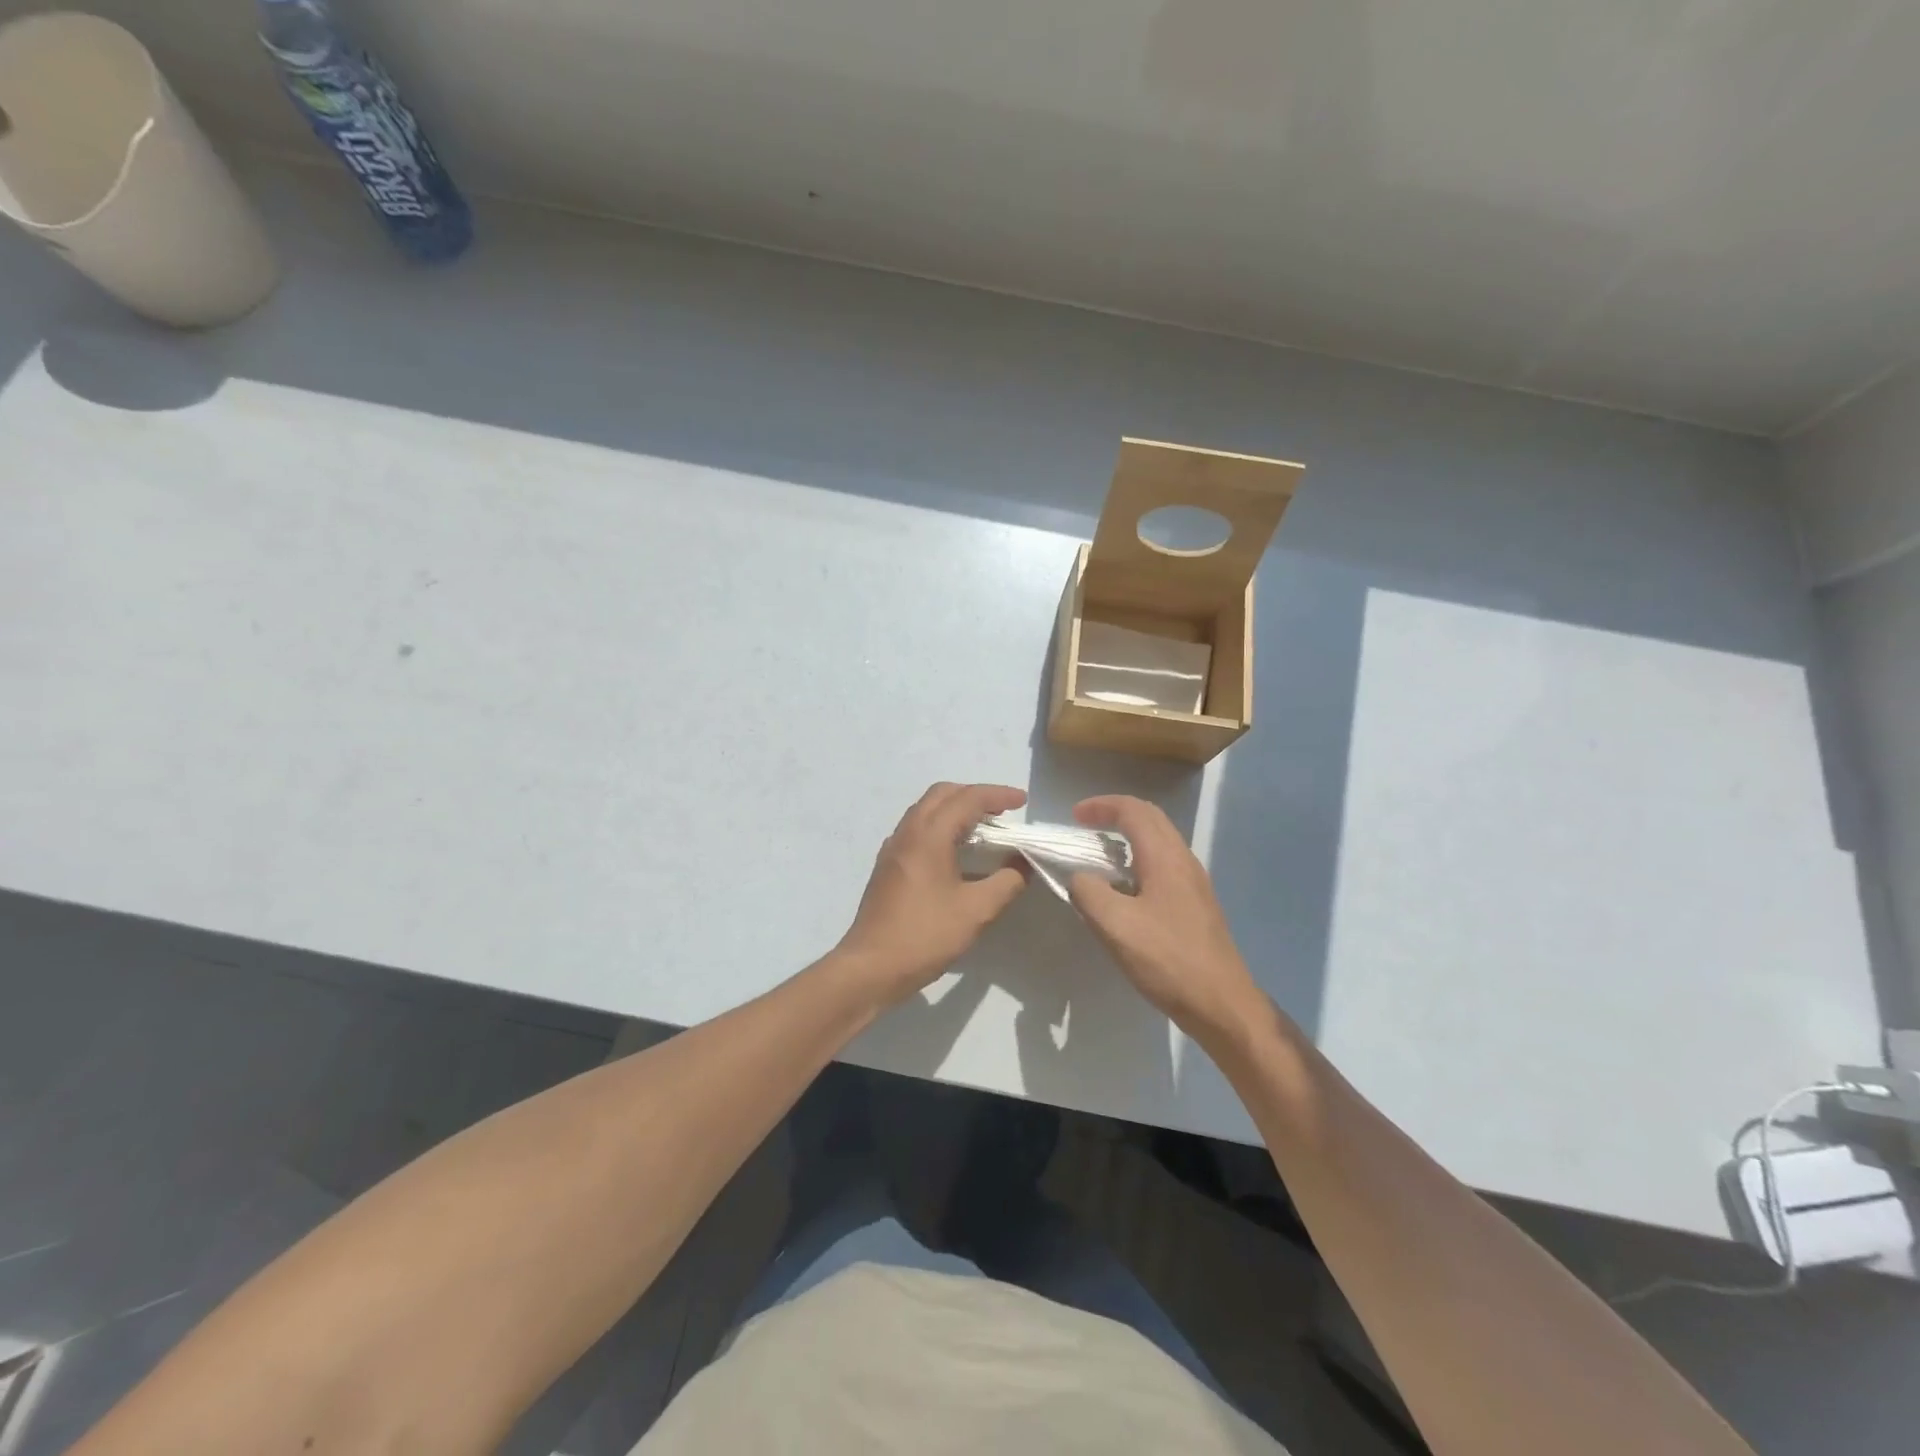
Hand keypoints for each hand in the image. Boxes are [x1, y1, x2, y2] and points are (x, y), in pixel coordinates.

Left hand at [834, 783, 1029, 1005]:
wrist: (870, 967)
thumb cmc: (925, 935)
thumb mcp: (977, 911)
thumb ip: (1007, 882)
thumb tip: (1024, 862)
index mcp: (929, 836)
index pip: (967, 799)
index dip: (998, 795)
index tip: (1022, 801)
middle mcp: (908, 833)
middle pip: (942, 794)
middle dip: (975, 795)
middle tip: (1003, 812)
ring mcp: (893, 848)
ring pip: (926, 810)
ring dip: (956, 809)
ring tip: (984, 829)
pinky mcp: (888, 866)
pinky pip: (917, 829)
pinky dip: (941, 826)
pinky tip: (956, 852)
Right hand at [1068, 796, 1264, 1041]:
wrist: (1221, 1003)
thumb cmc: (1166, 959)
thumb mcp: (1114, 925)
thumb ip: (1088, 891)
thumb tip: (1079, 878)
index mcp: (1165, 857)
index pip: (1133, 811)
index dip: (1102, 806)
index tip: (1074, 816)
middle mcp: (1183, 860)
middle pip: (1150, 819)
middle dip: (1116, 814)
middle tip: (1085, 826)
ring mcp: (1194, 883)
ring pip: (1159, 841)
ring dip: (1128, 837)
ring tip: (1099, 855)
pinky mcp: (1196, 904)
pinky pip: (1164, 864)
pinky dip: (1138, 860)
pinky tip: (1123, 888)